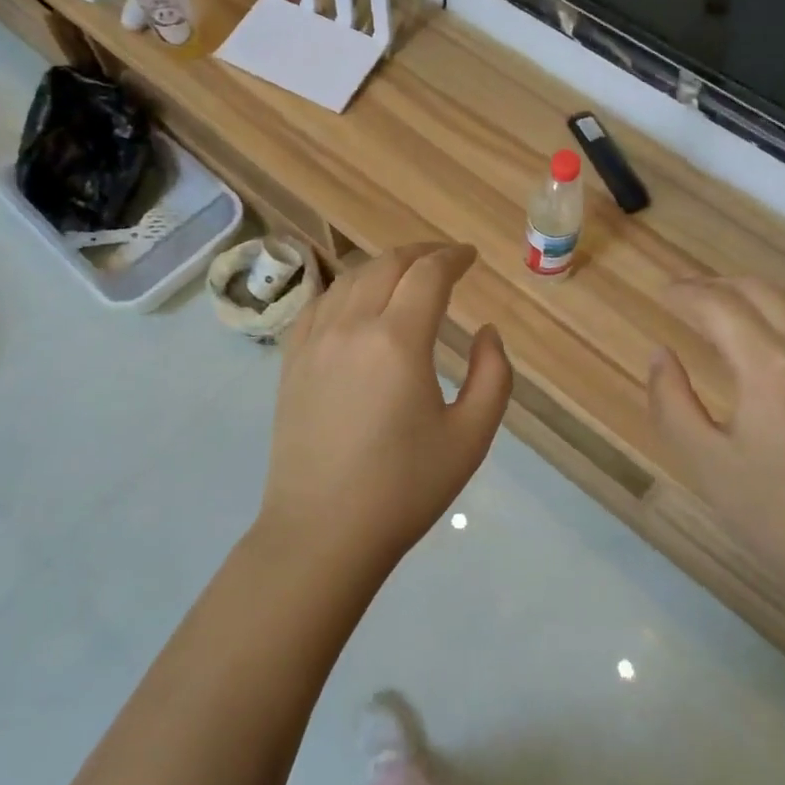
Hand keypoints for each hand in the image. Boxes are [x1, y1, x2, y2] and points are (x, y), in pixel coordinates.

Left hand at [259, 243, 512, 581]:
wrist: (323, 531)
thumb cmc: (405, 487)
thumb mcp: (471, 436)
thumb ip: (493, 375)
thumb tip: (487, 332)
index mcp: (398, 340)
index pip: (428, 274)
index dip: (453, 257)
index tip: (470, 257)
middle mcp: (352, 326)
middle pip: (387, 264)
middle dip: (421, 253)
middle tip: (445, 260)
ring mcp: (314, 341)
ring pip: (351, 278)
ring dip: (384, 266)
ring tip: (407, 275)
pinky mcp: (291, 360)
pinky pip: (320, 303)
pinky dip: (347, 289)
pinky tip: (358, 301)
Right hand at [648, 276, 784, 636]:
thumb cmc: (776, 516)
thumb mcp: (704, 461)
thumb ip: (671, 400)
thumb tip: (662, 355)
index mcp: (769, 365)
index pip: (719, 305)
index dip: (686, 294)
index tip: (663, 293)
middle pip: (762, 291)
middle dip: (719, 285)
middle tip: (689, 295)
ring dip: (760, 295)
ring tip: (731, 307)